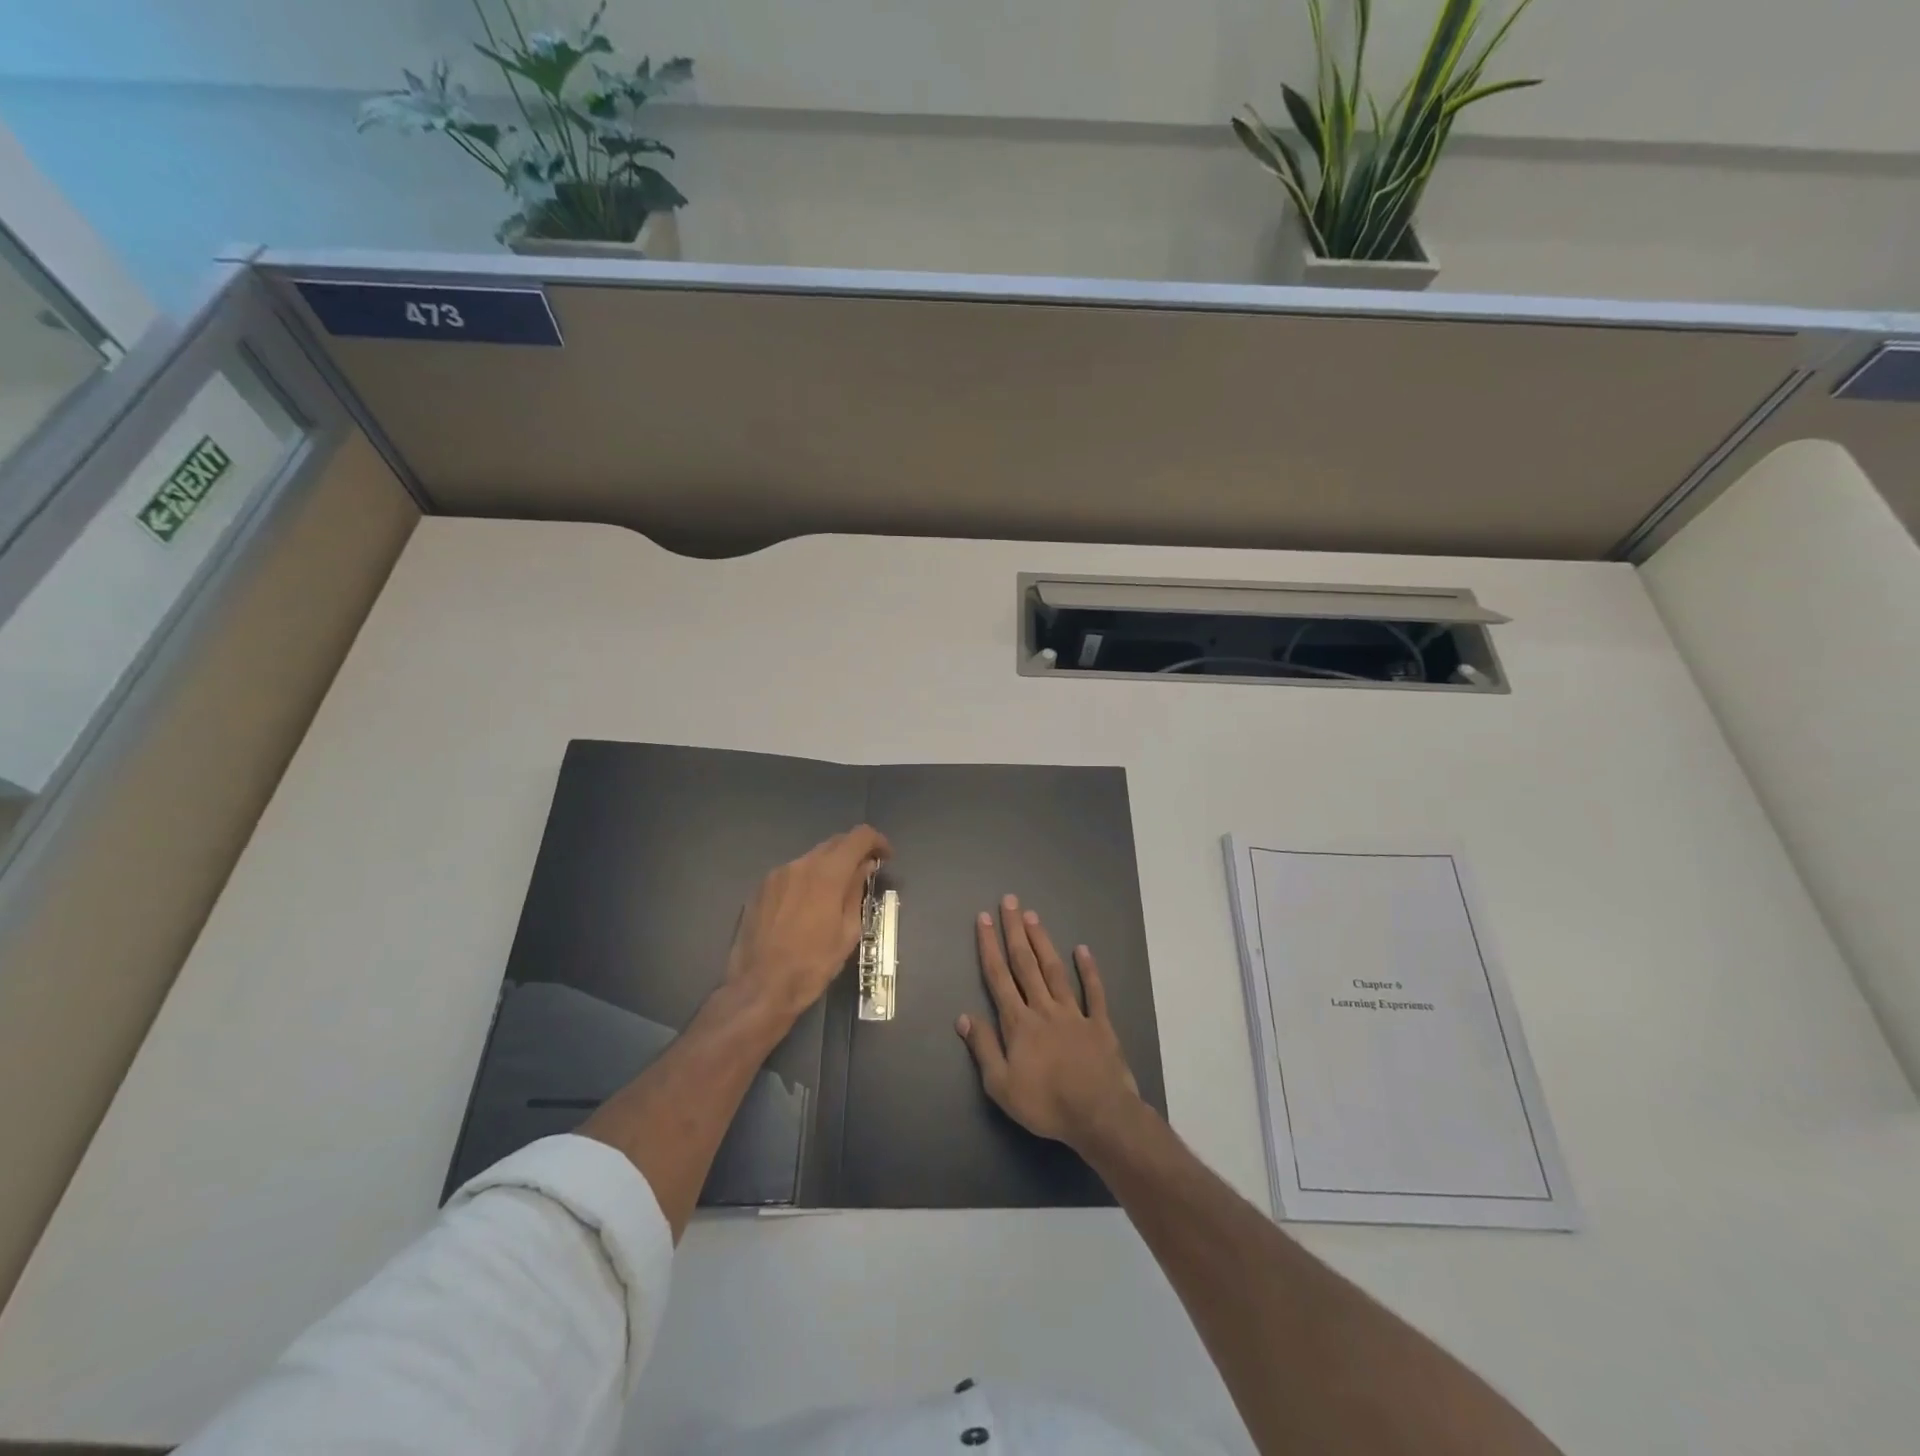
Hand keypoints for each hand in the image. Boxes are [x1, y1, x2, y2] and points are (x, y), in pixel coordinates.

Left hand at [724, 825, 890, 1025]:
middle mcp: (800, 864)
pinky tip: (807, 906)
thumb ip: (856, 892)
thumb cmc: (812, 965)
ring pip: (811, 859)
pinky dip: (807, 880)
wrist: (759, 988)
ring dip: (828, 867)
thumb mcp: (847, 932)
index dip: (877, 841)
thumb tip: (864, 868)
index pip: (858, 837)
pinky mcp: (760, 889)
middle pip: (834, 844)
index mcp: (826, 873)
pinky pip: (791, 874)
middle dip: (853, 852)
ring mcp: (776, 875)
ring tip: (835, 893)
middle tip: (864, 873)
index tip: (885, 857)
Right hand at [957, 894, 1140, 1151]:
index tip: (984, 918)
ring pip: (1054, 970)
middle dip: (1015, 931)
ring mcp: (1074, 1013)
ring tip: (1033, 916)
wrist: (1099, 1114)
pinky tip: (1082, 949)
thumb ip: (983, 1048)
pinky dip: (1088, 970)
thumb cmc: (1046, 1103)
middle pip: (1025, 963)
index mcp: (1018, 1023)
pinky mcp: (1100, 1024)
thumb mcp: (1001, 1086)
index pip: (998, 977)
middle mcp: (1043, 1008)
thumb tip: (963, 1017)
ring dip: (1043, 941)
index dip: (990, 946)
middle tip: (1010, 901)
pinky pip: (1094, 992)